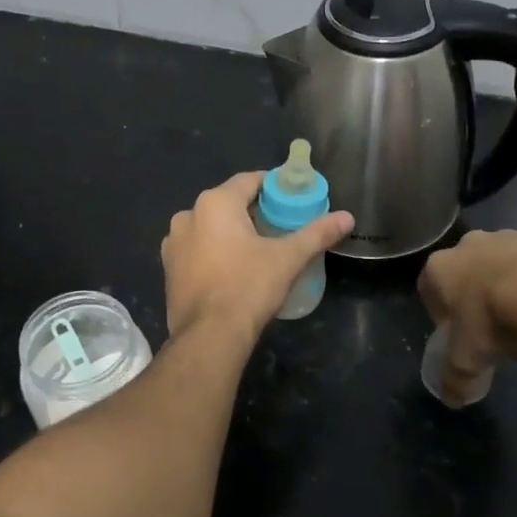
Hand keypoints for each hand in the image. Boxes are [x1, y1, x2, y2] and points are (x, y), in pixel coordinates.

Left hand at [162, 172, 353, 340]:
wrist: (209, 336)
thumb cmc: (248, 287)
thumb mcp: (288, 258)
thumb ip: (317, 233)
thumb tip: (347, 217)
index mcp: (215, 203)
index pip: (249, 180)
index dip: (273, 186)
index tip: (292, 198)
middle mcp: (188, 215)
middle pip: (228, 203)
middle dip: (253, 211)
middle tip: (280, 225)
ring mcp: (173, 243)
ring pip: (209, 227)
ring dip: (230, 232)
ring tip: (257, 249)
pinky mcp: (169, 268)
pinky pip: (196, 249)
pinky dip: (213, 251)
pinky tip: (232, 268)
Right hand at [418, 229, 516, 402]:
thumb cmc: (490, 319)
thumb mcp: (466, 360)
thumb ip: (455, 379)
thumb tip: (452, 399)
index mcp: (441, 267)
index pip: (429, 288)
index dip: (442, 316)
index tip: (459, 338)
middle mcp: (471, 244)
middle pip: (470, 277)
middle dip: (481, 305)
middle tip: (498, 338)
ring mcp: (510, 237)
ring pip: (506, 269)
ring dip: (513, 296)